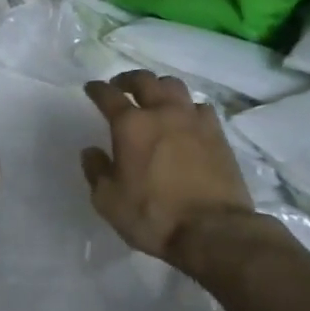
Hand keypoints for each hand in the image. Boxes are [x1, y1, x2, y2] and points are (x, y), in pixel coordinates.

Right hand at [82, 71, 256, 266]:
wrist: (213, 231)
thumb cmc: (153, 216)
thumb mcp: (109, 201)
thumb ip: (96, 171)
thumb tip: (92, 151)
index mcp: (131, 125)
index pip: (108, 95)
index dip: (97, 89)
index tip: (91, 88)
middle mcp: (162, 113)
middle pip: (144, 80)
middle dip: (128, 79)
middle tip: (120, 87)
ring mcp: (194, 120)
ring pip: (174, 86)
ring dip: (159, 87)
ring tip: (154, 97)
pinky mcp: (218, 134)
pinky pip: (200, 107)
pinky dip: (187, 107)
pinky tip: (185, 119)